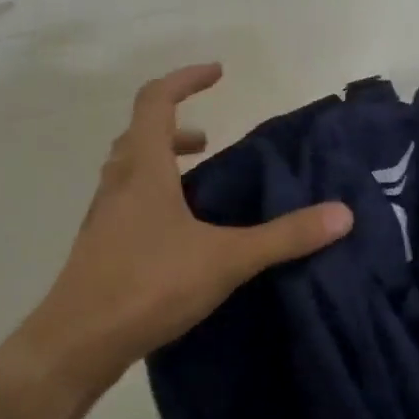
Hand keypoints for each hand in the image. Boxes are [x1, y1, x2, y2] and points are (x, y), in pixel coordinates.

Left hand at [17, 64, 353, 384]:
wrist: (76, 344)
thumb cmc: (147, 285)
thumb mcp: (225, 259)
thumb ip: (284, 237)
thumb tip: (342, 214)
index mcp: (144, 170)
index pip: (156, 101)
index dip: (185, 79)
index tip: (218, 73)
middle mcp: (118, 184)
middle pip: (138, 134)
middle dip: (175, 126)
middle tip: (210, 141)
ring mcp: (103, 218)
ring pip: (128, 170)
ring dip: (161, 163)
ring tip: (198, 184)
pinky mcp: (99, 248)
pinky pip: (126, 204)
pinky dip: (152, 198)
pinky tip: (178, 235)